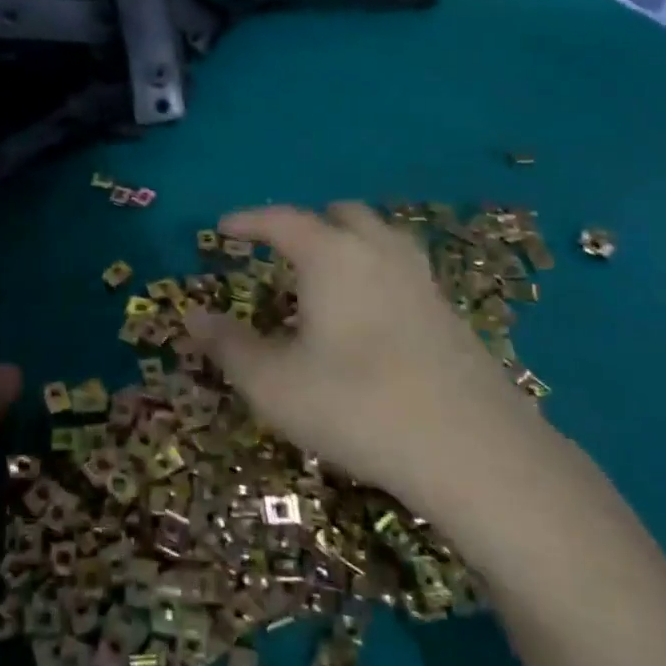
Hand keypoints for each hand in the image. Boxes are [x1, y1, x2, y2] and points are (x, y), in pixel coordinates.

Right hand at [184, 203, 557, 524]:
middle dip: (306, 223)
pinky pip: (402, 270)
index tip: (224, 226)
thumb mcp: (274, 383)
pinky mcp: (449, 313)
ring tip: (325, 276)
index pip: (281, 220)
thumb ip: (228, 346)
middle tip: (280, 250)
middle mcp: (378, 253)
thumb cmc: (356, 405)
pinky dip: (374, 272)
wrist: (474, 451)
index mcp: (332, 256)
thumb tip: (192, 316)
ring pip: (379, 237)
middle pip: (341, 215)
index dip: (248, 220)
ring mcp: (421, 281)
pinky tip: (367, 316)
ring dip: (347, 242)